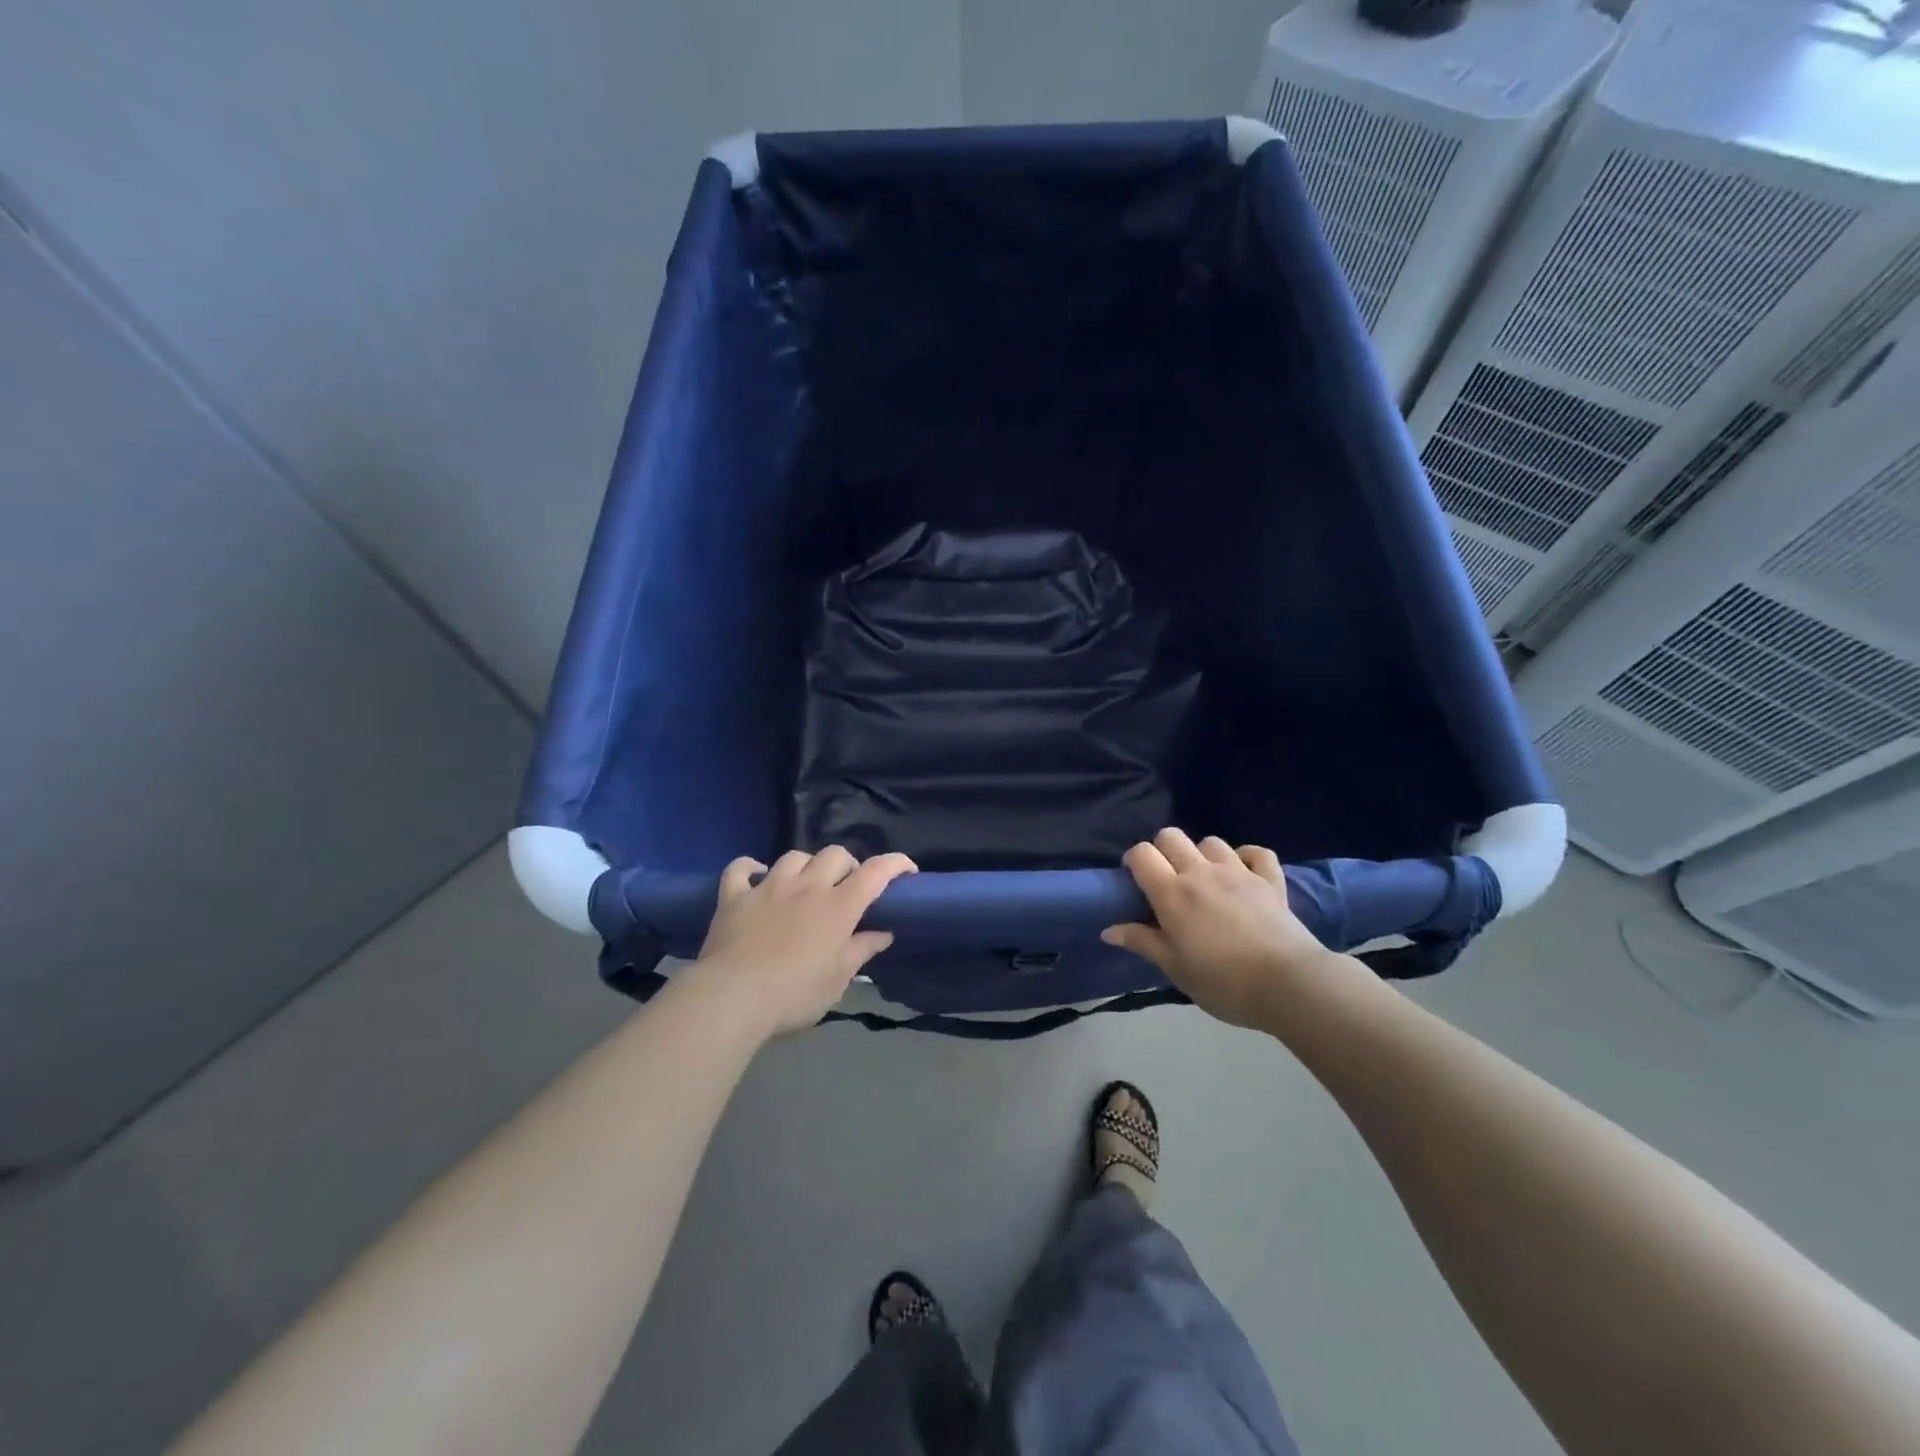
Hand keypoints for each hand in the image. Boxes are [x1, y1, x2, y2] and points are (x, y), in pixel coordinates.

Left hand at [693, 847, 916, 1037]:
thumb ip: (861, 951)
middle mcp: (807, 887)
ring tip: (805, 885)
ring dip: (806, 866)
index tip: (907, 871)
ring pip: (794, 856)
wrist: (731, 998)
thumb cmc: (793, 995)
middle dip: (848, 865)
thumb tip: (883, 933)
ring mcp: (768, 887)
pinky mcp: (734, 897)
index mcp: (838, 907)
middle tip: (846, 889)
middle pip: (835, 854)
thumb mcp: (837, 981)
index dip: (895, 864)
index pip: (876, 872)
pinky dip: (750, 869)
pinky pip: (741, 868)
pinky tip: (756, 878)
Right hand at [1102, 828, 1354, 1028]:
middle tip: (1167, 879)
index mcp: (1172, 893)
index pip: (1142, 854)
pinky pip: (1257, 852)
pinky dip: (1247, 857)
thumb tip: (1108, 931)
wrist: (1287, 984)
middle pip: (1171, 836)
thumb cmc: (1222, 982)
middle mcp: (1201, 872)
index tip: (1136, 881)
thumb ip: (1142, 942)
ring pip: (1211, 842)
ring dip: (1202, 855)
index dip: (1134, 861)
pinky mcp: (1270, 879)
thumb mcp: (1175, 968)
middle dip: (1163, 850)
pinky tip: (1243, 872)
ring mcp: (1238, 872)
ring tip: (1205, 879)